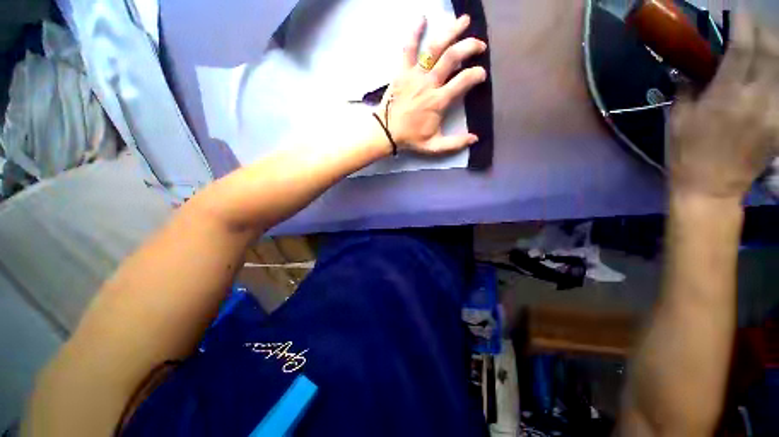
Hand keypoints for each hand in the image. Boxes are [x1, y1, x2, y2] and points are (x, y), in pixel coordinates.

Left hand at [379, 15, 487, 153]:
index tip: (481, 74)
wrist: (386, 133)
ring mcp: (415, 75)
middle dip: (470, 47)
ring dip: (451, 32)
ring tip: (464, 21)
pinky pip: (408, 48)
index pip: (464, 80)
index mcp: (438, 101)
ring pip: (435, 48)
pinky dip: (414, 32)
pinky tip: (421, 18)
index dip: (476, 74)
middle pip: (452, 57)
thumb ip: (455, 143)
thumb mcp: (434, 146)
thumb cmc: (410, 139)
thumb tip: (475, 138)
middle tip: (480, 45)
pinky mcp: (402, 71)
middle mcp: (429, 83)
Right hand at [669, 11, 778, 199]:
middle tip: (750, 25)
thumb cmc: (686, 153)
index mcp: (726, 97)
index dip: (742, 23)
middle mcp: (756, 100)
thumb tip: (692, 66)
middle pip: (770, 51)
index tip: (737, 11)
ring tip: (763, 42)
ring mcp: (773, 112)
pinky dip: (778, 74)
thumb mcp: (678, 119)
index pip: (742, 48)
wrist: (710, 187)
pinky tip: (771, 69)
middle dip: (761, 31)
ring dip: (774, 49)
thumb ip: (688, 88)